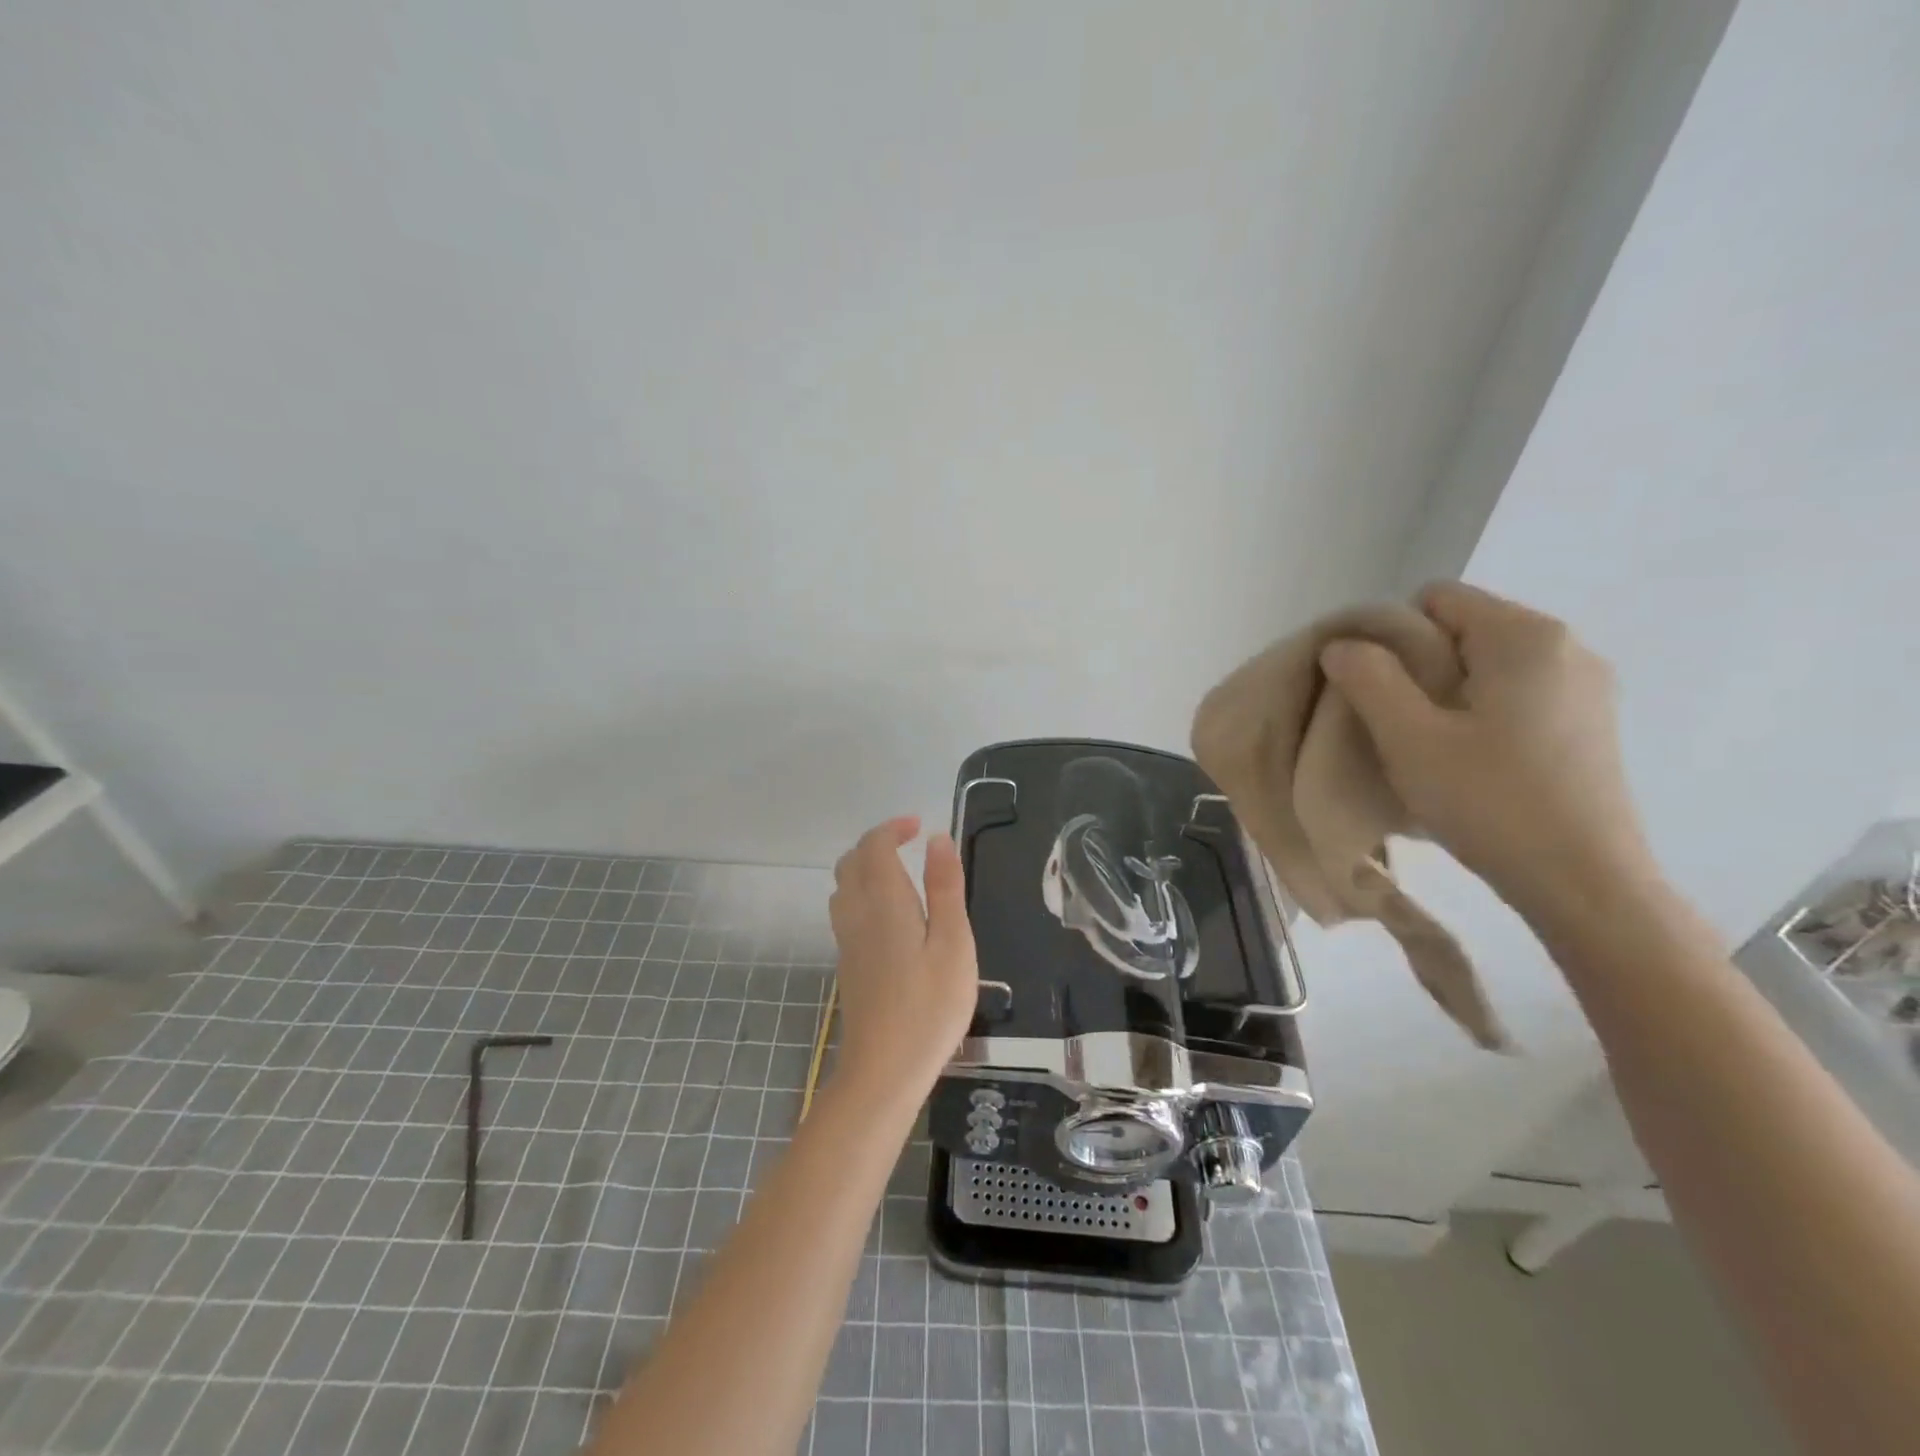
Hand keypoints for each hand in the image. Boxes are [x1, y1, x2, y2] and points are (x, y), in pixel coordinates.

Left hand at [827, 816, 978, 1099]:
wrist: (884, 1069)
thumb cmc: (929, 1005)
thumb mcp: (953, 942)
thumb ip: (945, 887)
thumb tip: (937, 839)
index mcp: (883, 900)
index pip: (874, 846)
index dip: (893, 828)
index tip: (919, 827)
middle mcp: (856, 912)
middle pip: (852, 861)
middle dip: (877, 843)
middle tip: (910, 844)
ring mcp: (846, 939)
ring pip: (844, 886)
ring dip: (867, 867)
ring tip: (902, 873)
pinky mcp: (847, 962)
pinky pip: (846, 909)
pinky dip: (863, 892)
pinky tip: (891, 915)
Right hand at [1319, 583, 1656, 911]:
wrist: (1586, 884)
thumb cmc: (1490, 802)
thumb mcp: (1409, 737)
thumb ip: (1368, 678)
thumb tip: (1343, 644)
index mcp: (1525, 637)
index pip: (1436, 599)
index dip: (1393, 637)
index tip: (1381, 692)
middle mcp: (1567, 647)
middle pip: (1464, 630)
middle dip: (1420, 667)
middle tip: (1402, 726)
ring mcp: (1587, 686)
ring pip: (1489, 665)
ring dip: (1449, 694)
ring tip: (1436, 749)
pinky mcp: (1592, 723)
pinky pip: (1518, 694)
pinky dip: (1484, 714)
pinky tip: (1476, 763)